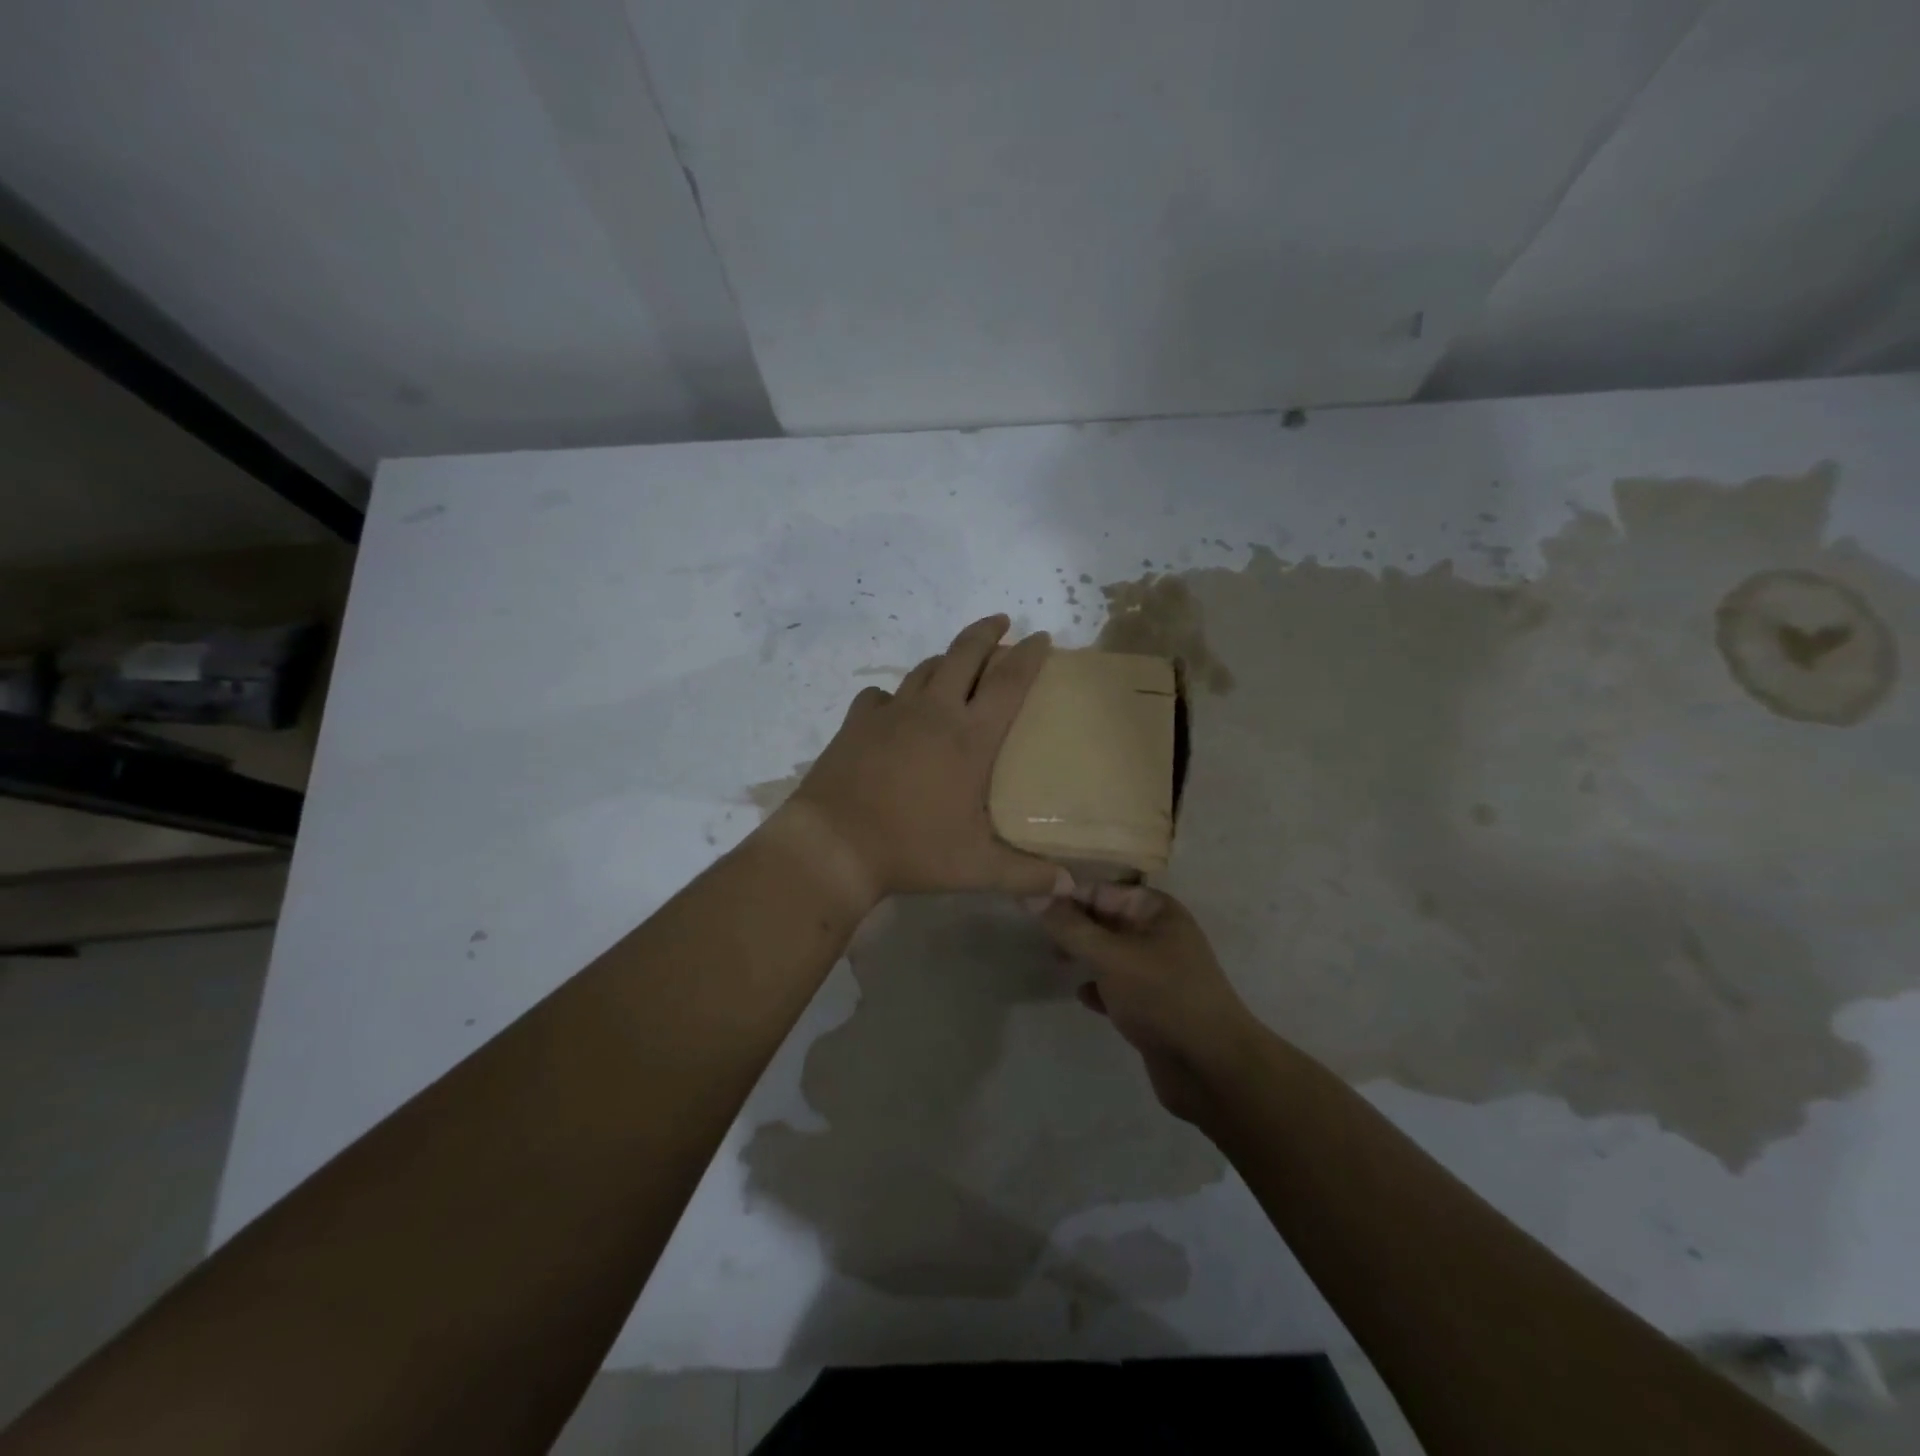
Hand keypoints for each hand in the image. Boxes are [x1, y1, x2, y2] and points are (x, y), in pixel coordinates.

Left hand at [778, 614, 1072, 904]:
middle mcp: (933, 712)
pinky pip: (881, 695)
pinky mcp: (857, 722)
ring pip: (925, 669)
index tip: (1042, 637)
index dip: (1029, 656)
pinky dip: (896, 695)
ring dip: (947, 659)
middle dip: (987, 632)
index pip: (1009, 682)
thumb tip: (1070, 887)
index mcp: (970, 738)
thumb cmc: (911, 851)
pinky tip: (895, 708)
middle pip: (965, 654)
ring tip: (958, 662)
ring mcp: (891, 713)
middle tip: (1002, 622)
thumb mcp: (976, 869)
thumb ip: (1026, 876)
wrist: (832, 845)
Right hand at [1036, 885, 1267, 1123]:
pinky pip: (1117, 986)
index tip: (1028, 905)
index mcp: (1155, 910)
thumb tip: (1030, 895)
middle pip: (1104, 920)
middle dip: (1072, 927)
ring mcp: (1157, 970)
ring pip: (1109, 953)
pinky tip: (1083, 997)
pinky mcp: (1152, 1004)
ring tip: (1056, 962)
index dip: (1065, 895)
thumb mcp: (1111, 956)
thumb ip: (1069, 927)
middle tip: (1039, 937)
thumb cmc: (1162, 997)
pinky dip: (1099, 987)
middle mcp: (1158, 933)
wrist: (1211, 1068)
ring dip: (1083, 956)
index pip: (1100, 890)